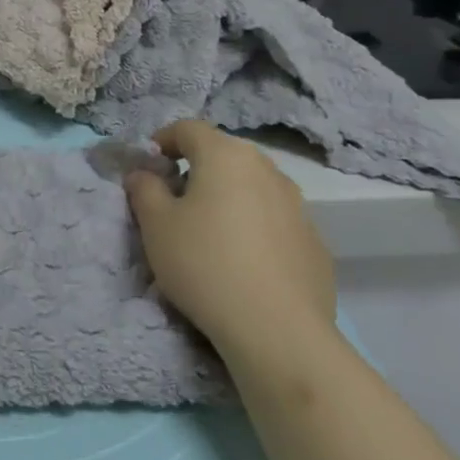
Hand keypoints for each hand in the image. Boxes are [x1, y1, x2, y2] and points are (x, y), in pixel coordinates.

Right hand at [124, 120, 335, 365]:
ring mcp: (298, 206)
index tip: (148, 167)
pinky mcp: (315, 242)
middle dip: (196, 169)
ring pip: (252, 187)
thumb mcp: (155, 224)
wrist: (278, 330)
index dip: (163, 141)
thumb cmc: (204, 263)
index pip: (188, 128)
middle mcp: (267, 170)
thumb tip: (144, 174)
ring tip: (209, 233)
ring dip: (228, 197)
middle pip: (224, 155)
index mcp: (225, 156)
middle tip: (174, 200)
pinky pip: (274, 220)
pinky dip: (254, 227)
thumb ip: (144, 189)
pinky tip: (242, 262)